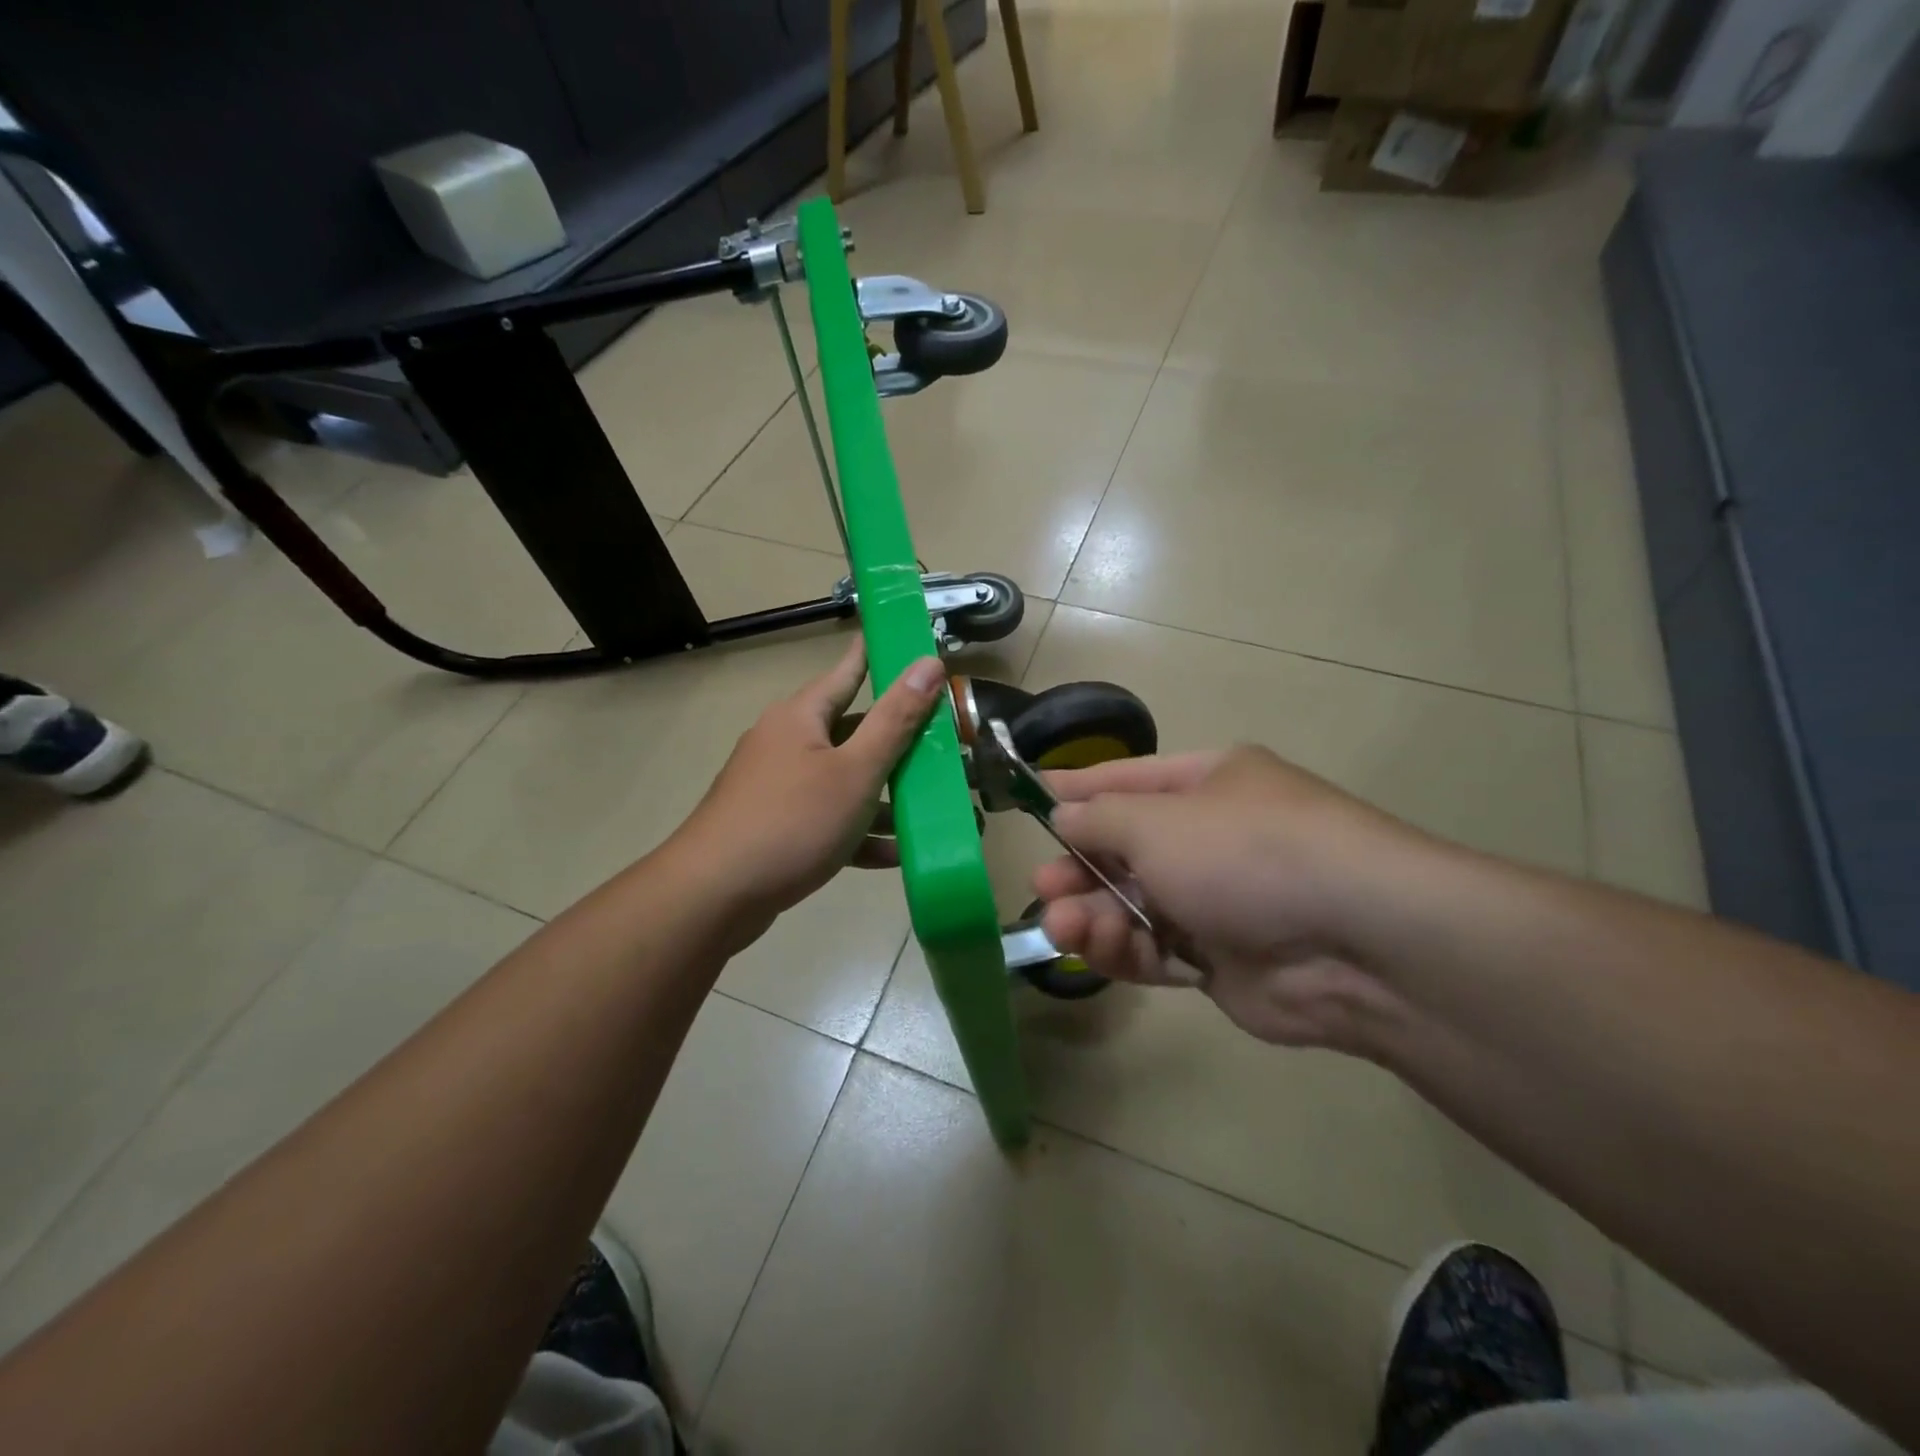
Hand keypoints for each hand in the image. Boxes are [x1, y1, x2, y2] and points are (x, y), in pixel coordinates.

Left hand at [672, 640, 944, 943]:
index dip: (879, 656)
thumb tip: (928, 663)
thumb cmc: (792, 821)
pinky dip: (859, 832)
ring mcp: (779, 787)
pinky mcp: (777, 828)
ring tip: (934, 810)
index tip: (908, 643)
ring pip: (844, 781)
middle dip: (899, 743)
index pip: (849, 670)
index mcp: (802, 716)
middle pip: (853, 732)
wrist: (714, 896)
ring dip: (886, 797)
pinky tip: (896, 855)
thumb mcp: (856, 770)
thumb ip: (895, 720)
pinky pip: (828, 819)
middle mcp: (787, 743)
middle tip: (944, 743)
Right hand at [1034, 746, 1421, 1050]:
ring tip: (1064, 926)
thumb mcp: (1157, 821)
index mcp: (1207, 784)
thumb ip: (1099, 818)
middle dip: (1080, 868)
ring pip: (1134, 905)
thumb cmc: (1245, 852)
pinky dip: (1126, 951)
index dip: (1076, 789)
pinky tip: (1101, 950)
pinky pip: (1157, 950)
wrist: (1356, 943)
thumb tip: (1064, 816)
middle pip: (1125, 850)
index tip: (1028, 800)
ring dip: (1094, 915)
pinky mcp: (1220, 959)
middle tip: (1044, 886)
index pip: (1126, 780)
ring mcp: (1218, 901)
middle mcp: (1211, 837)